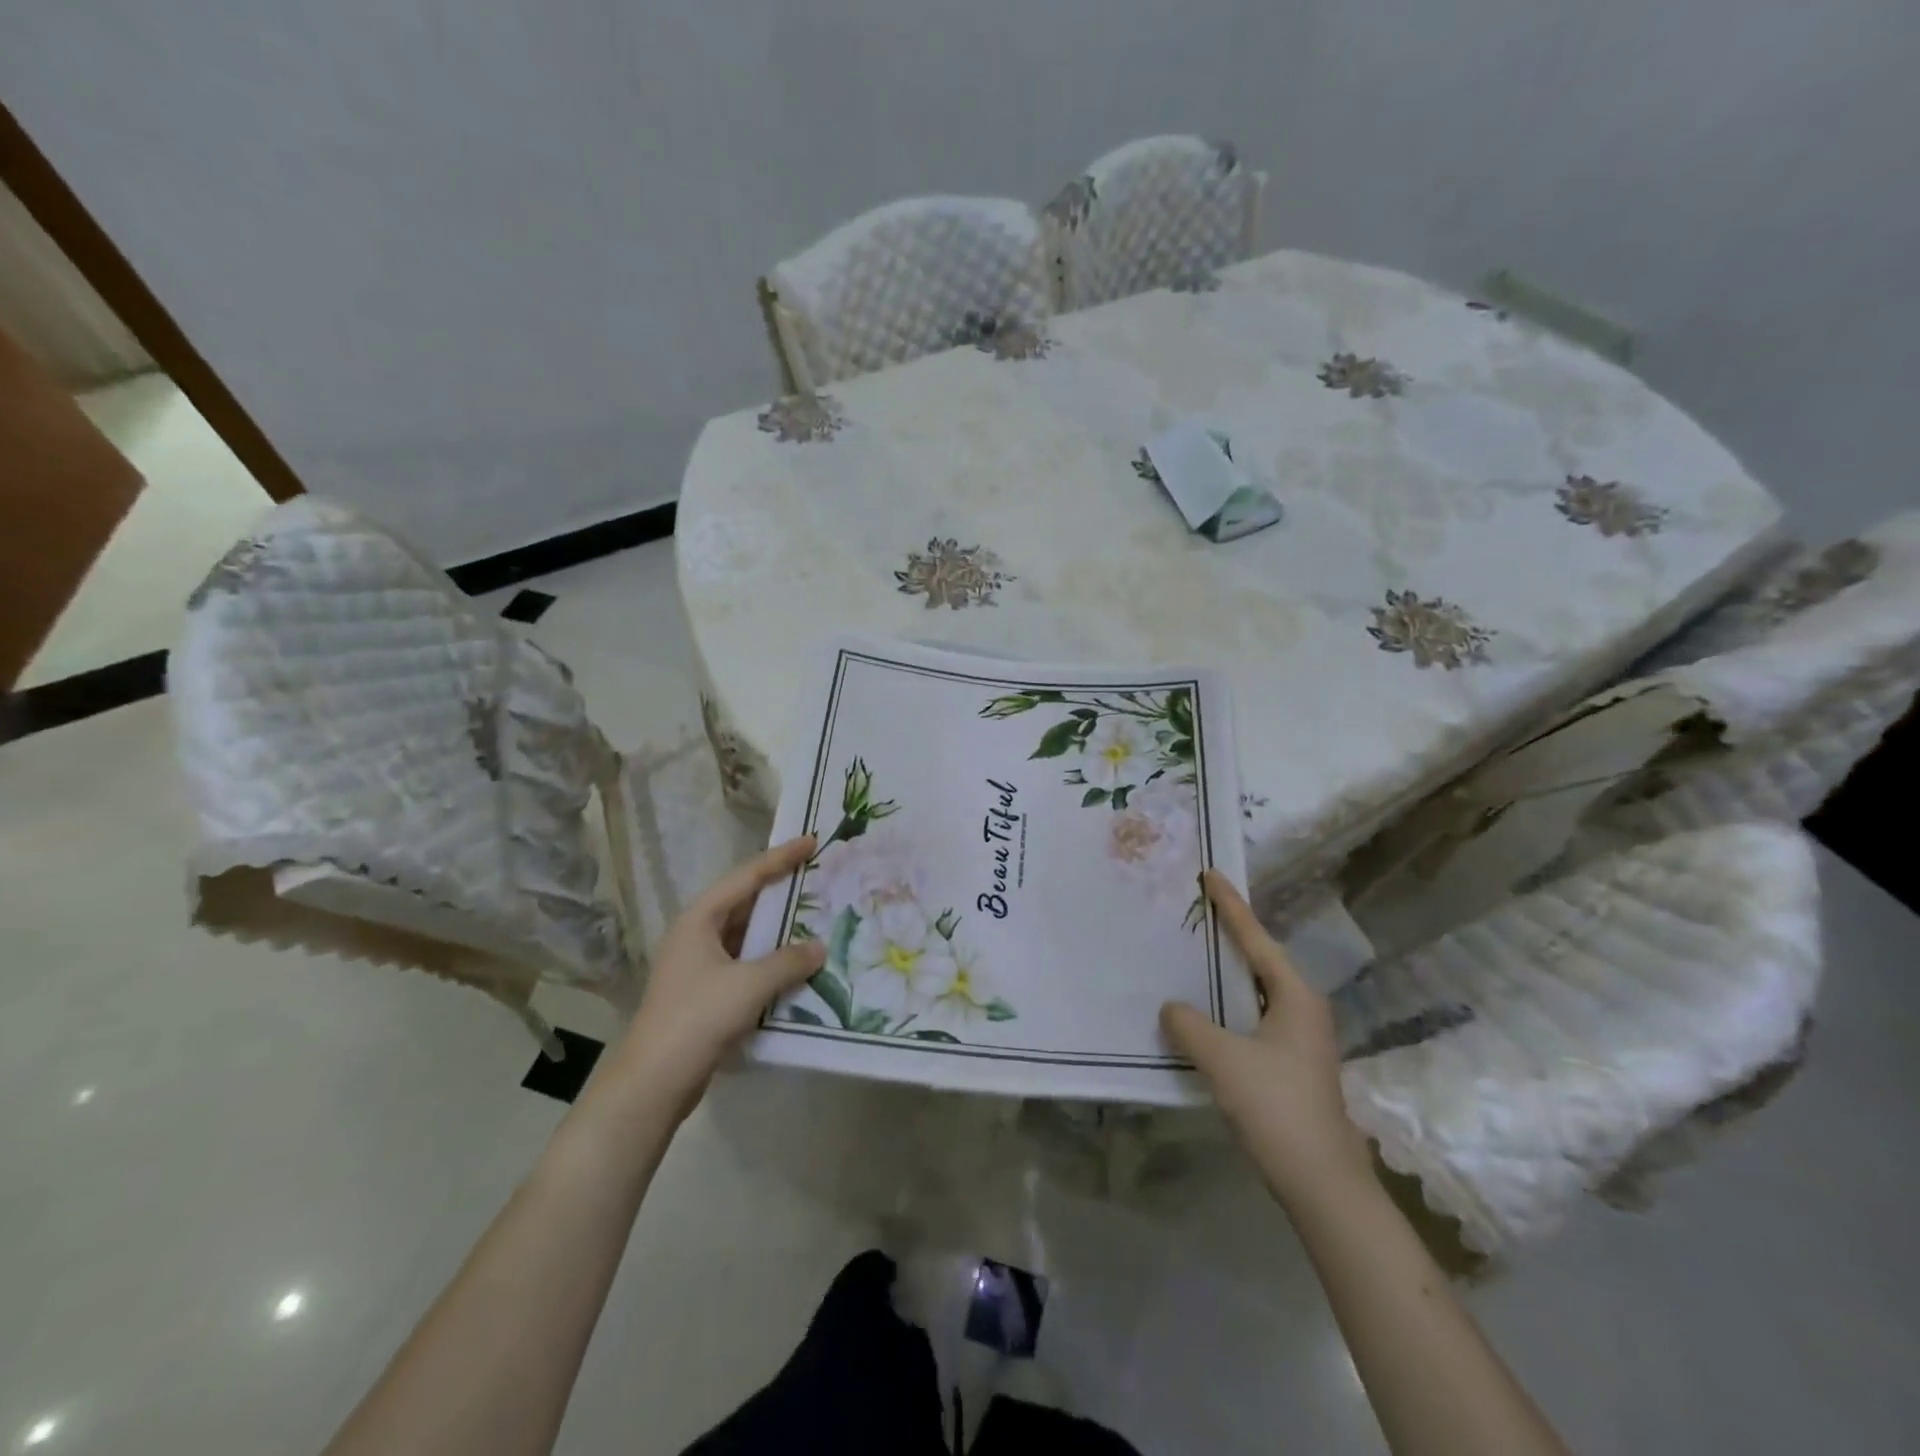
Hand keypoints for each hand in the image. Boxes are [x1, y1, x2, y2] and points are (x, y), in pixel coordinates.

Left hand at [611, 835, 825, 1119]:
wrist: (653, 1081)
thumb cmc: (698, 1017)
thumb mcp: (749, 984)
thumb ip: (788, 961)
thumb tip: (819, 948)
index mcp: (700, 920)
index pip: (747, 877)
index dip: (781, 858)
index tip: (811, 841)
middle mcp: (697, 935)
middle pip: (745, 903)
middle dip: (781, 892)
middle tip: (818, 878)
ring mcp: (699, 966)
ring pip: (747, 936)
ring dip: (778, 930)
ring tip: (816, 919)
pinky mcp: (705, 994)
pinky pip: (745, 965)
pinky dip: (770, 961)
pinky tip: (797, 966)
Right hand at [1161, 870, 1371, 1209]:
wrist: (1322, 1183)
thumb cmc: (1277, 1108)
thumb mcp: (1223, 1059)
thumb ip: (1190, 1025)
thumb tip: (1172, 1007)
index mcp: (1295, 997)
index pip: (1256, 938)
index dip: (1231, 906)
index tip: (1211, 875)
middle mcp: (1302, 1009)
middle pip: (1260, 959)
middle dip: (1230, 935)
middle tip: (1196, 912)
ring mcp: (1300, 1039)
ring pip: (1257, 991)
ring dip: (1228, 973)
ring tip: (1194, 954)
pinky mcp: (1291, 1064)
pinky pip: (1253, 1017)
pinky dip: (1228, 1005)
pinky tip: (1205, 1013)